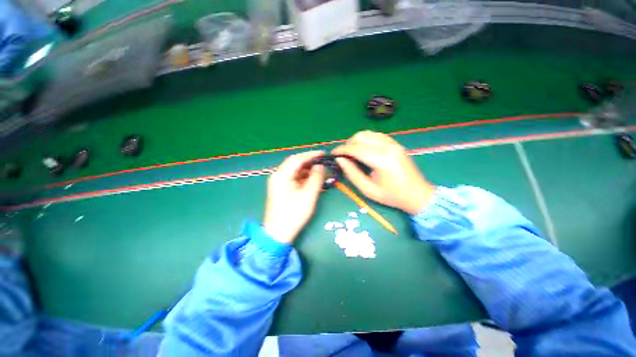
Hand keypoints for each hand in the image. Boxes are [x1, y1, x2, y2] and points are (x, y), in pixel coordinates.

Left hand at [263, 151, 324, 243]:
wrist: (278, 232)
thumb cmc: (294, 213)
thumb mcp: (308, 195)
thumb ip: (316, 178)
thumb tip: (320, 166)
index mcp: (281, 175)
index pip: (297, 159)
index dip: (311, 155)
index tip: (323, 154)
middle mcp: (278, 175)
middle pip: (295, 163)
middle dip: (309, 161)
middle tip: (323, 161)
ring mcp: (278, 182)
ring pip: (294, 170)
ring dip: (307, 169)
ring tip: (320, 170)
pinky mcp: (281, 189)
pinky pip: (293, 178)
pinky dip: (303, 177)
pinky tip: (312, 179)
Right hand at [332, 131, 434, 214]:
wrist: (418, 194)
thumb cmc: (392, 196)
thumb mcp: (368, 189)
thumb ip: (352, 173)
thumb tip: (340, 159)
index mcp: (381, 160)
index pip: (355, 148)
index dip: (341, 149)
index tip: (333, 154)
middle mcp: (387, 147)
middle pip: (361, 136)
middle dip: (348, 144)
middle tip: (343, 156)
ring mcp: (393, 143)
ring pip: (368, 133)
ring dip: (356, 141)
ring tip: (352, 153)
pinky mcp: (396, 143)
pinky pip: (376, 135)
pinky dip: (366, 140)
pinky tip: (364, 150)